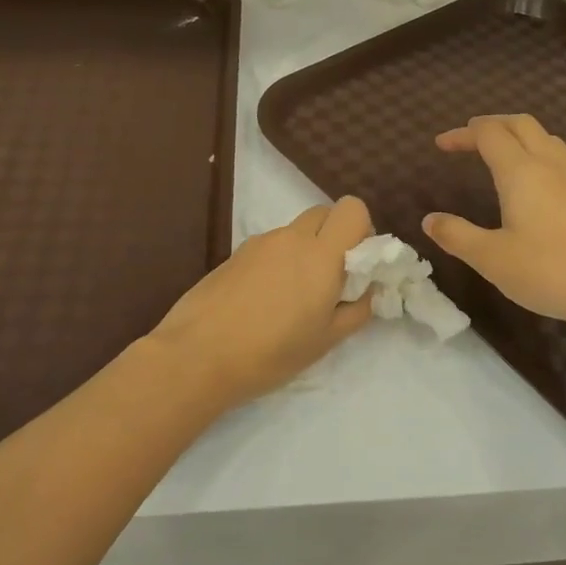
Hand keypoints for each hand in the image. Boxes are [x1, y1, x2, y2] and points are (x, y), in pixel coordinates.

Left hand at [149, 197, 374, 409]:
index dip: (360, 229)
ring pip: (295, 231)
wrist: (197, 355)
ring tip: (290, 298)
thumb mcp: (326, 340)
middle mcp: (292, 237)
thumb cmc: (271, 352)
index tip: (355, 263)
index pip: (352, 209)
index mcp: (321, 254)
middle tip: (329, 278)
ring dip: (304, 251)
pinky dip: (277, 261)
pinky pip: (269, 246)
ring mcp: (259, 242)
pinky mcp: (235, 253)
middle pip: (323, 212)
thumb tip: (367, 289)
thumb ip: (356, 309)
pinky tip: (262, 301)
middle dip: (334, 236)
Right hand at [423, 115, 565, 331]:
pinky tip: (531, 182)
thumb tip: (429, 219)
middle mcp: (548, 165)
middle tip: (468, 138)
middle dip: (491, 124)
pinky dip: (534, 152)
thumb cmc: (551, 271)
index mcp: (521, 172)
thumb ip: (458, 236)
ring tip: (498, 152)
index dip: (462, 134)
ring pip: (543, 137)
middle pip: (520, 124)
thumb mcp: (492, 259)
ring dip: (516, 135)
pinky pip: (557, 157)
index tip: (440, 145)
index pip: (488, 134)